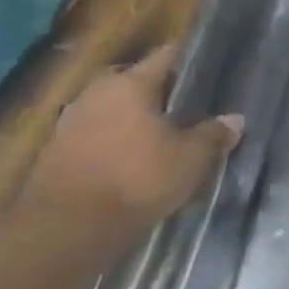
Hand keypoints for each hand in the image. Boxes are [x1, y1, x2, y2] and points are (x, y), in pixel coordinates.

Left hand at [22, 45, 241, 246]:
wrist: (65, 231)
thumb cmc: (137, 179)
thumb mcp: (192, 158)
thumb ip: (214, 134)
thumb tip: (235, 120)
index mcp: (129, 84)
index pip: (165, 56)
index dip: (189, 60)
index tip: (208, 66)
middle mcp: (95, 94)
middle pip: (131, 80)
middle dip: (155, 90)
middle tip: (184, 103)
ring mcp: (68, 125)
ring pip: (109, 110)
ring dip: (130, 118)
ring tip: (159, 134)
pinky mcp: (53, 156)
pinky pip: (93, 136)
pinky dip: (112, 143)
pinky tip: (132, 160)